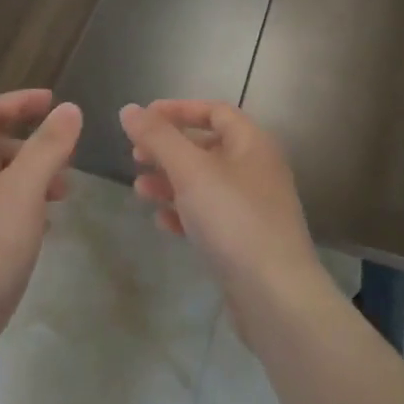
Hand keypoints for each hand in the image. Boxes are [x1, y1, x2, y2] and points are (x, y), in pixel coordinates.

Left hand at [0, 90, 81, 361]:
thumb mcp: (22, 194)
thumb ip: (47, 148)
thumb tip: (69, 109)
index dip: (21, 102)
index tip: (57, 104)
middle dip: (32, 145)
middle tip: (68, 160)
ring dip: (31, 178)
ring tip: (64, 195)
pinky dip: (22, 208)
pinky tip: (42, 228)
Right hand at [120, 100, 338, 334]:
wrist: (275, 294)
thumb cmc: (233, 219)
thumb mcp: (190, 171)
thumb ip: (158, 137)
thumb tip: (129, 109)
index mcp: (252, 144)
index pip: (214, 112)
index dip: (177, 110)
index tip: (143, 119)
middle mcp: (257, 170)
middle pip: (207, 147)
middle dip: (168, 150)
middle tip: (135, 157)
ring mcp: (253, 207)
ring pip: (205, 184)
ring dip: (170, 183)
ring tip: (140, 191)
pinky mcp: (245, 239)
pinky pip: (210, 215)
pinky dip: (184, 213)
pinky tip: (162, 223)